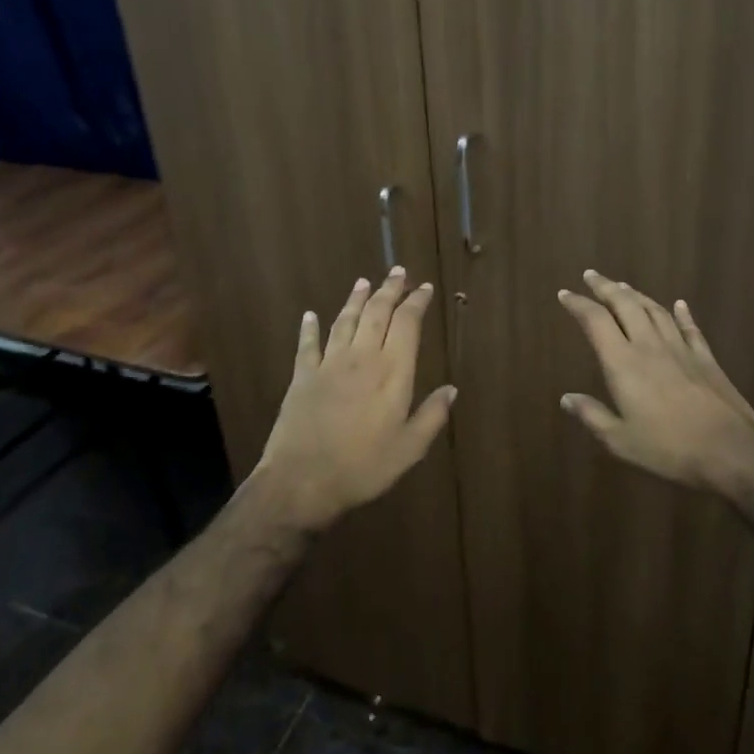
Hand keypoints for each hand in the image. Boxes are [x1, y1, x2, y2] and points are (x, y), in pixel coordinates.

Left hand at [250, 268, 455, 531]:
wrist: (302, 481)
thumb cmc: (363, 467)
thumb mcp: (409, 449)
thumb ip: (432, 416)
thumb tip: (451, 389)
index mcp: (392, 372)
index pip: (407, 324)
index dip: (416, 303)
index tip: (424, 288)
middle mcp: (362, 358)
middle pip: (377, 313)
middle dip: (389, 289)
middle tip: (397, 271)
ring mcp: (329, 364)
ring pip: (345, 320)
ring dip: (356, 299)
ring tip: (364, 281)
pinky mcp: (302, 376)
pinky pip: (307, 344)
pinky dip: (309, 328)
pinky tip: (310, 315)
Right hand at [557, 269, 753, 496]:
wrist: (730, 450)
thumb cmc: (668, 448)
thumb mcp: (620, 440)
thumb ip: (592, 416)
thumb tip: (566, 398)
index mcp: (623, 363)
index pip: (595, 321)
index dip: (578, 304)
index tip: (564, 293)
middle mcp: (649, 346)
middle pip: (625, 305)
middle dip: (605, 287)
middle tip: (592, 275)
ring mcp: (681, 348)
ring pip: (655, 310)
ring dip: (636, 294)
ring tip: (623, 286)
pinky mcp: (705, 358)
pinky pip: (690, 328)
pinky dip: (682, 313)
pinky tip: (679, 304)